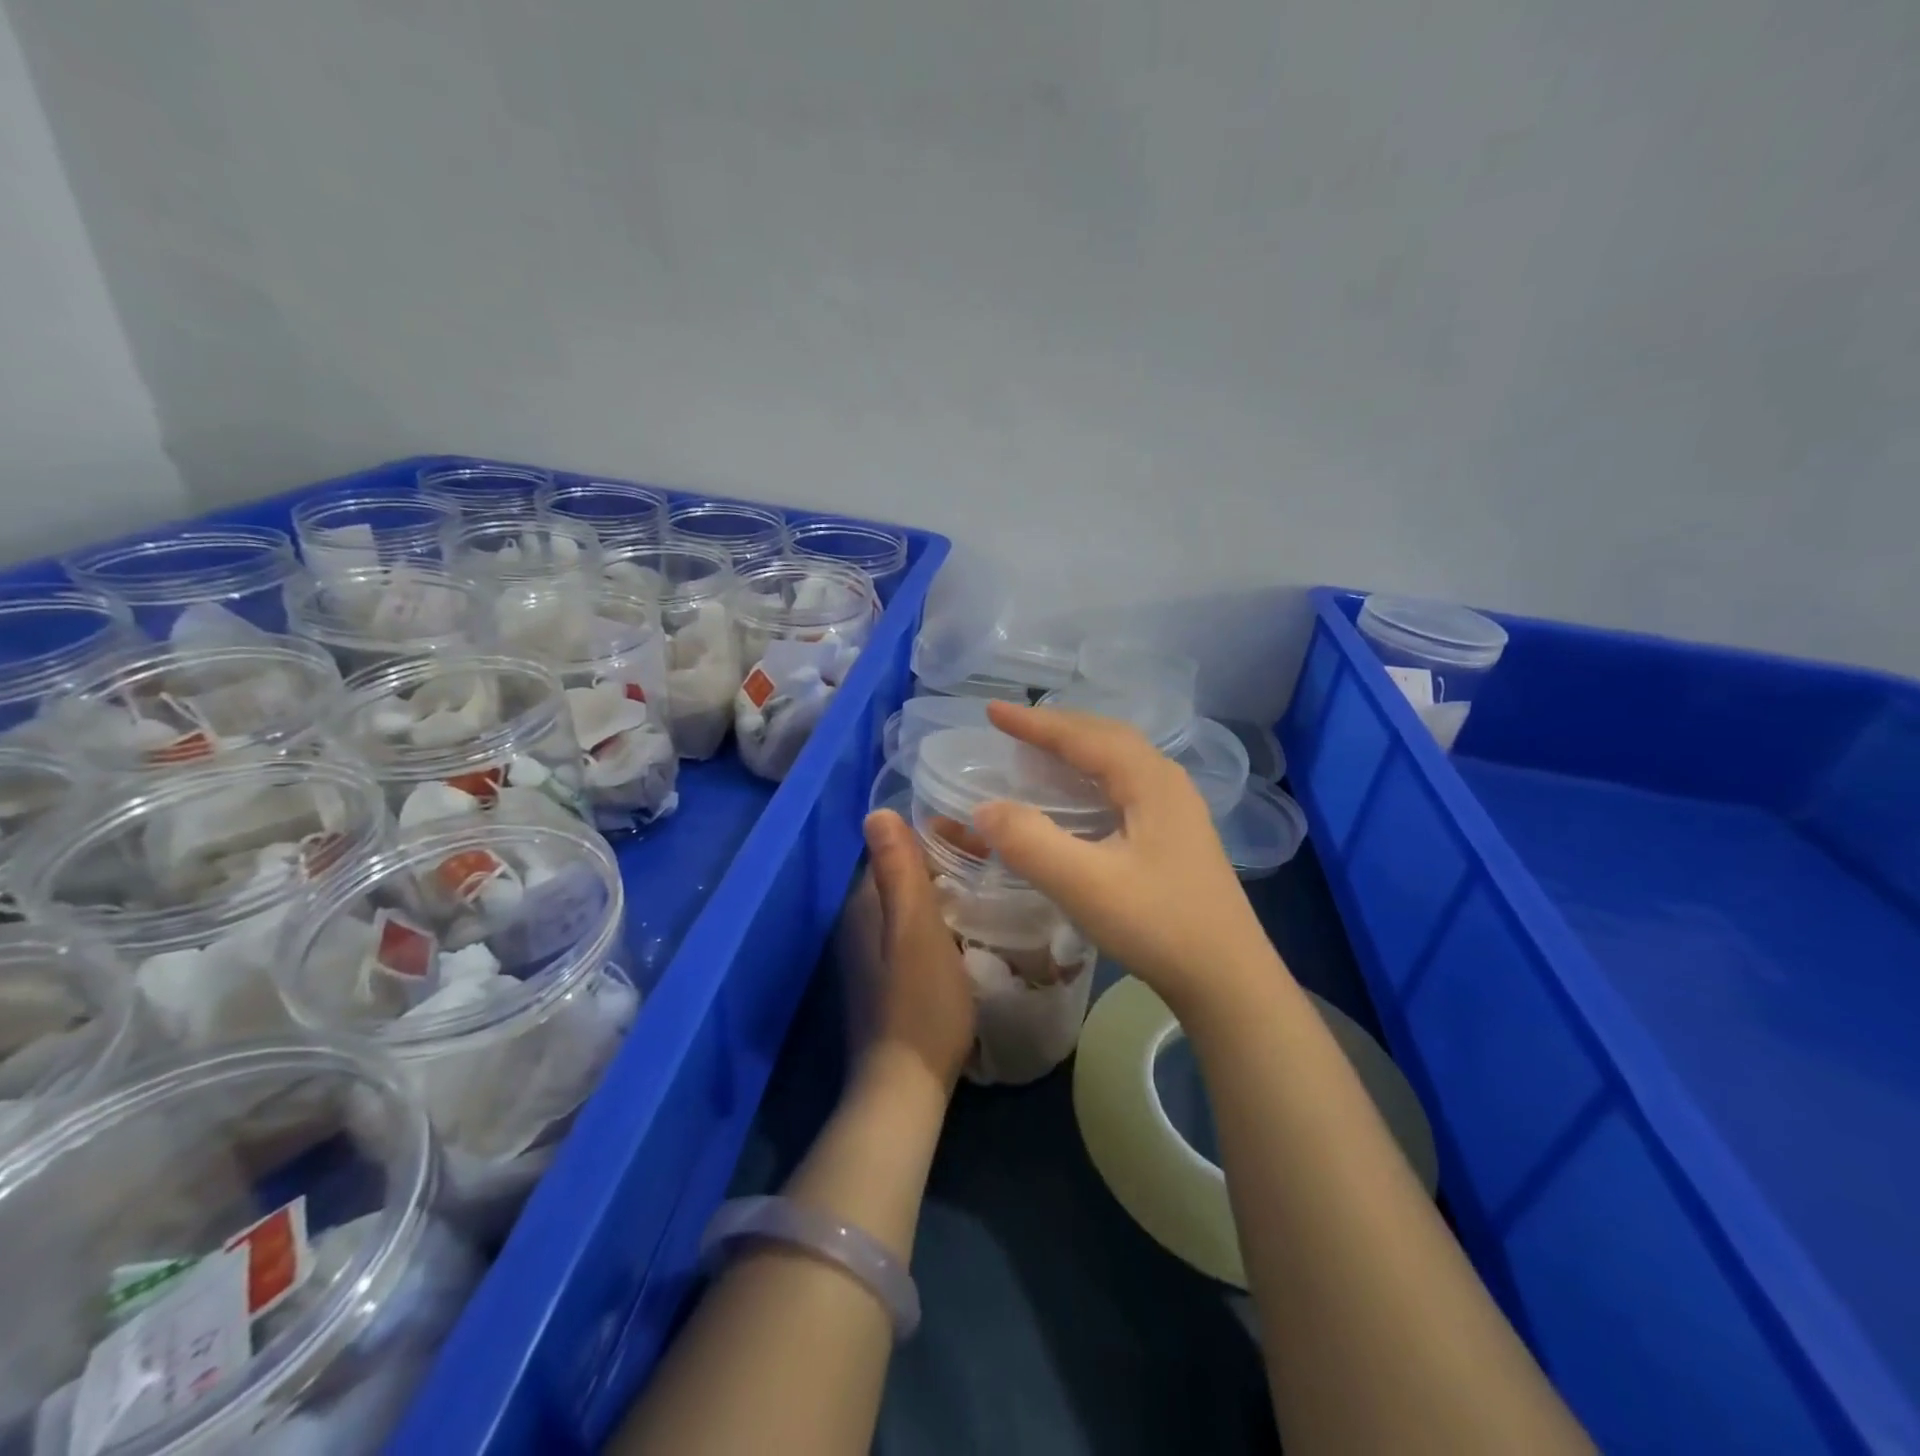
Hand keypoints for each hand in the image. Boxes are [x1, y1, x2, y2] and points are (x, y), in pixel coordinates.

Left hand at [840, 809, 976, 1093]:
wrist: (906, 1084)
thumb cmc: (919, 1002)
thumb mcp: (915, 929)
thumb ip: (898, 871)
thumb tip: (876, 812)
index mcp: (864, 904)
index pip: (899, 848)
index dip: (941, 838)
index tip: (984, 844)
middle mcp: (860, 922)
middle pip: (907, 874)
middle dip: (949, 863)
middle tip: (996, 868)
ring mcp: (872, 954)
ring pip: (914, 904)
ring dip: (949, 893)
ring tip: (992, 894)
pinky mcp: (888, 979)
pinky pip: (917, 932)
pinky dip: (944, 922)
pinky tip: (971, 933)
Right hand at [973, 701, 1280, 1017]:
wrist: (1228, 979)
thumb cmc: (1159, 925)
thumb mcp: (1086, 885)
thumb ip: (1031, 842)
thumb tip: (984, 807)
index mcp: (1150, 780)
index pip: (1083, 736)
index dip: (1034, 722)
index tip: (992, 711)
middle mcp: (1167, 782)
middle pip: (1106, 736)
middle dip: (1057, 726)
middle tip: (1012, 726)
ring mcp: (1177, 808)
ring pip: (1119, 759)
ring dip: (1077, 747)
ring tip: (1039, 749)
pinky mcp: (1176, 834)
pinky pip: (1125, 783)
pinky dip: (1091, 774)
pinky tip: (1078, 796)